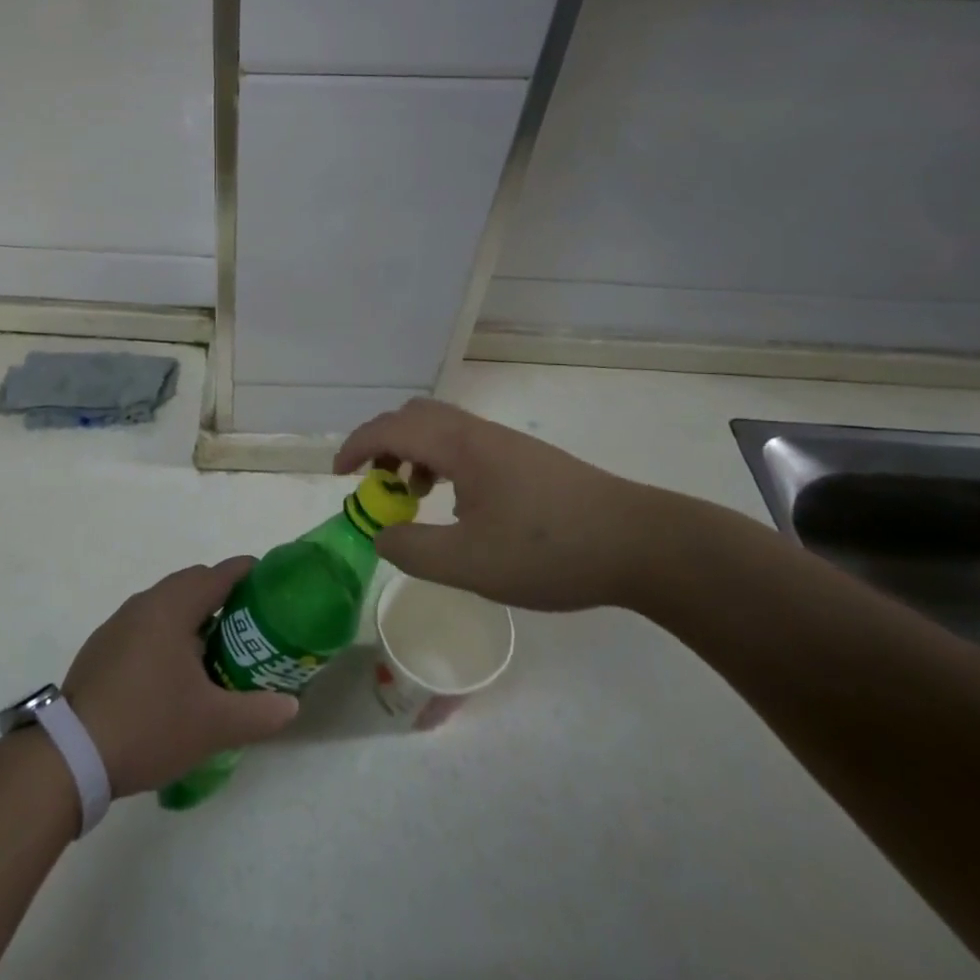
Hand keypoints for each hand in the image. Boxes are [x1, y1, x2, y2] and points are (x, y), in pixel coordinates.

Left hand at [62, 559, 299, 796]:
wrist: (72, 754)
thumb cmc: (149, 724)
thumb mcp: (213, 725)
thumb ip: (258, 712)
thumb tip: (291, 705)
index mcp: (173, 607)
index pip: (219, 574)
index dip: (247, 573)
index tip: (269, 583)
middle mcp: (145, 603)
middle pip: (192, 583)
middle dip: (222, 595)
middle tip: (249, 623)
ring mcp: (119, 623)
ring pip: (167, 604)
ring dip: (193, 616)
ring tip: (216, 649)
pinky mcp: (102, 646)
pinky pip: (146, 625)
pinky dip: (168, 633)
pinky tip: (174, 672)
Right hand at [334, 398, 682, 612]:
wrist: (640, 543)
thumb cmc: (549, 551)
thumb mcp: (470, 563)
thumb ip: (413, 550)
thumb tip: (381, 535)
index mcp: (458, 446)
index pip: (390, 428)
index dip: (356, 446)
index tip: (338, 475)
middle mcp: (477, 433)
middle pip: (413, 416)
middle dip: (382, 444)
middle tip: (374, 485)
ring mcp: (504, 443)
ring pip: (440, 429)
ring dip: (412, 454)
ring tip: (412, 498)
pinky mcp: (524, 459)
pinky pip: (463, 445)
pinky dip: (440, 463)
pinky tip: (457, 505)